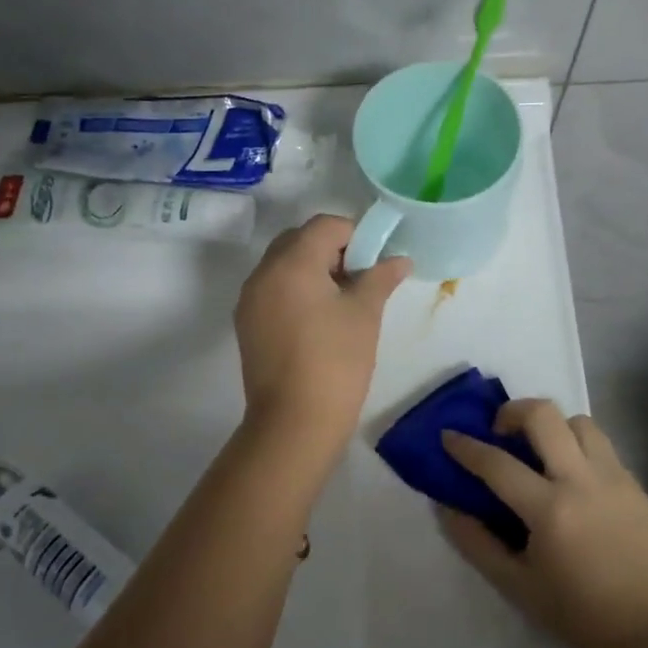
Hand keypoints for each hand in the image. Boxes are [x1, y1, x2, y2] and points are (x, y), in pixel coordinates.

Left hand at [235, 214, 410, 447]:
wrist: (294, 422)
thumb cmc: (336, 362)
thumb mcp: (365, 314)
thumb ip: (380, 277)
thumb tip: (400, 259)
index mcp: (291, 263)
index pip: (325, 225)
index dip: (355, 235)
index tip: (374, 262)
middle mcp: (263, 273)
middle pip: (299, 240)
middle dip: (332, 249)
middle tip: (358, 279)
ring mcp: (250, 299)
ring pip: (283, 265)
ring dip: (312, 269)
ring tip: (341, 302)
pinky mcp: (247, 323)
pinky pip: (272, 289)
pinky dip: (295, 290)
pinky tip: (317, 320)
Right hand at [441, 401, 647, 647]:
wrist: (644, 631)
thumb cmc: (573, 611)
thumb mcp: (512, 583)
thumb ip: (474, 541)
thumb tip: (446, 506)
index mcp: (550, 510)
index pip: (497, 463)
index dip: (466, 446)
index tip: (448, 436)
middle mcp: (583, 482)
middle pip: (544, 415)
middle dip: (512, 412)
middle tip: (500, 433)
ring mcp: (615, 479)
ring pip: (578, 421)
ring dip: (552, 427)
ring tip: (539, 453)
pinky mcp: (634, 485)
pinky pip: (601, 446)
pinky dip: (577, 448)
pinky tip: (570, 478)